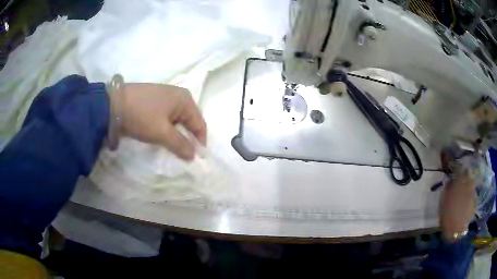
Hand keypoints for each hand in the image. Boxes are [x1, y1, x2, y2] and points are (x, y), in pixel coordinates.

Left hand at [112, 83, 205, 159]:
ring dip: (176, 135)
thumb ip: (180, 145)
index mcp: (184, 99)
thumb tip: (193, 156)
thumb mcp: (162, 132)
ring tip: (172, 149)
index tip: (197, 159)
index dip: (200, 142)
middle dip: (188, 139)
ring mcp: (164, 97)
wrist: (113, 104)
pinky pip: (166, 118)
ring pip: (177, 121)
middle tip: (184, 155)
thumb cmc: (142, 116)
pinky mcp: (153, 101)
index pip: (199, 124)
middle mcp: (177, 95)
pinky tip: (161, 137)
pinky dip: (167, 129)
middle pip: (189, 121)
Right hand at [439, 172, 475, 241]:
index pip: (459, 169)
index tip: (454, 169)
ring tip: (465, 186)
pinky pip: (473, 192)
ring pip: (471, 182)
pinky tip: (467, 197)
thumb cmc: (447, 215)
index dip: (457, 168)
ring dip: (468, 182)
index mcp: (459, 182)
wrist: (456, 230)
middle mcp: (467, 184)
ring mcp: (472, 192)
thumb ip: (447, 189)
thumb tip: (449, 181)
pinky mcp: (474, 200)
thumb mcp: (443, 202)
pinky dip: (470, 192)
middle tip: (461, 177)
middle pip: (467, 174)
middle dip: (464, 174)